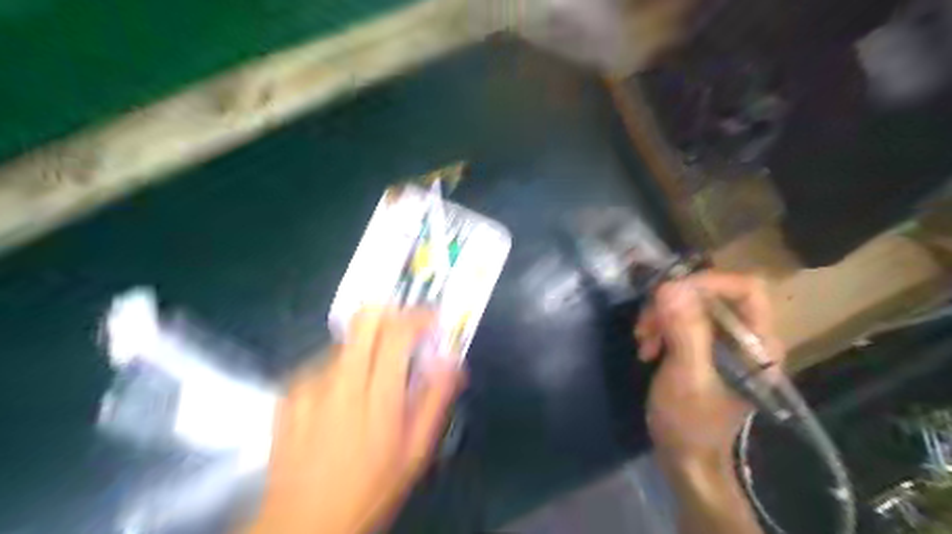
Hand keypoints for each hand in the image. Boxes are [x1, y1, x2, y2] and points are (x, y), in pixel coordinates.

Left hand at [247, 308, 463, 533]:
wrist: (302, 522)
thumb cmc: (370, 488)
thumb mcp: (415, 451)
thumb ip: (435, 399)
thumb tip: (451, 361)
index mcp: (377, 398)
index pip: (397, 333)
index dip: (418, 316)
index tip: (432, 318)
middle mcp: (340, 382)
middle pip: (365, 319)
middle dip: (391, 313)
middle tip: (406, 330)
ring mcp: (309, 383)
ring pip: (347, 339)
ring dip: (368, 347)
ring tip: (374, 379)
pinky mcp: (289, 391)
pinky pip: (324, 362)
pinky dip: (343, 367)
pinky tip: (344, 399)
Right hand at [635, 271, 783, 462]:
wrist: (685, 457)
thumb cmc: (691, 423)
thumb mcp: (687, 377)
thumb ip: (685, 332)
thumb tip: (671, 286)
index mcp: (757, 344)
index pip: (746, 289)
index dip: (708, 282)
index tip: (667, 292)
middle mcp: (746, 337)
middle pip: (713, 294)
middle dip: (674, 303)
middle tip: (645, 323)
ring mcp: (724, 342)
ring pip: (692, 305)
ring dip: (661, 316)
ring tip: (642, 339)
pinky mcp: (704, 348)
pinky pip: (681, 320)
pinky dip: (660, 327)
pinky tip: (647, 347)